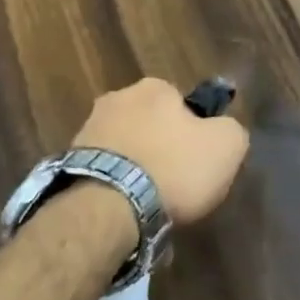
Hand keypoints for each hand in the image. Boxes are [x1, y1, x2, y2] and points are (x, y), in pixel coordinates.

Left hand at [74, 78, 249, 225]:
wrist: (108, 208)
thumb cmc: (173, 168)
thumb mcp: (227, 146)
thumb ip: (231, 130)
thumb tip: (223, 130)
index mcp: (155, 87)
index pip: (181, 103)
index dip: (193, 132)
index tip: (197, 160)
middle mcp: (117, 98)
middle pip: (149, 123)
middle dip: (160, 147)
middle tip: (174, 183)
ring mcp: (87, 129)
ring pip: (124, 147)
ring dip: (134, 168)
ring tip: (147, 205)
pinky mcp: (68, 163)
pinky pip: (103, 173)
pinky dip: (113, 188)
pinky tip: (124, 212)